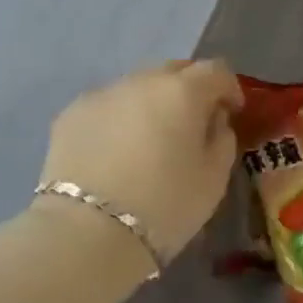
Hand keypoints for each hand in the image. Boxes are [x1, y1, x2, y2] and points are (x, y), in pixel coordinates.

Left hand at [39, 60, 244, 265]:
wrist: (87, 231)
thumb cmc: (164, 206)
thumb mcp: (213, 179)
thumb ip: (222, 138)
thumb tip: (213, 119)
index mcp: (182, 91)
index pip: (215, 71)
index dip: (229, 88)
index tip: (231, 112)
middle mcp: (141, 80)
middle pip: (173, 71)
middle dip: (189, 91)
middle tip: (191, 124)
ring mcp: (102, 93)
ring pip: (137, 87)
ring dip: (150, 104)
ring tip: (148, 141)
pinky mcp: (71, 113)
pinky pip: (106, 107)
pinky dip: (117, 120)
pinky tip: (114, 153)